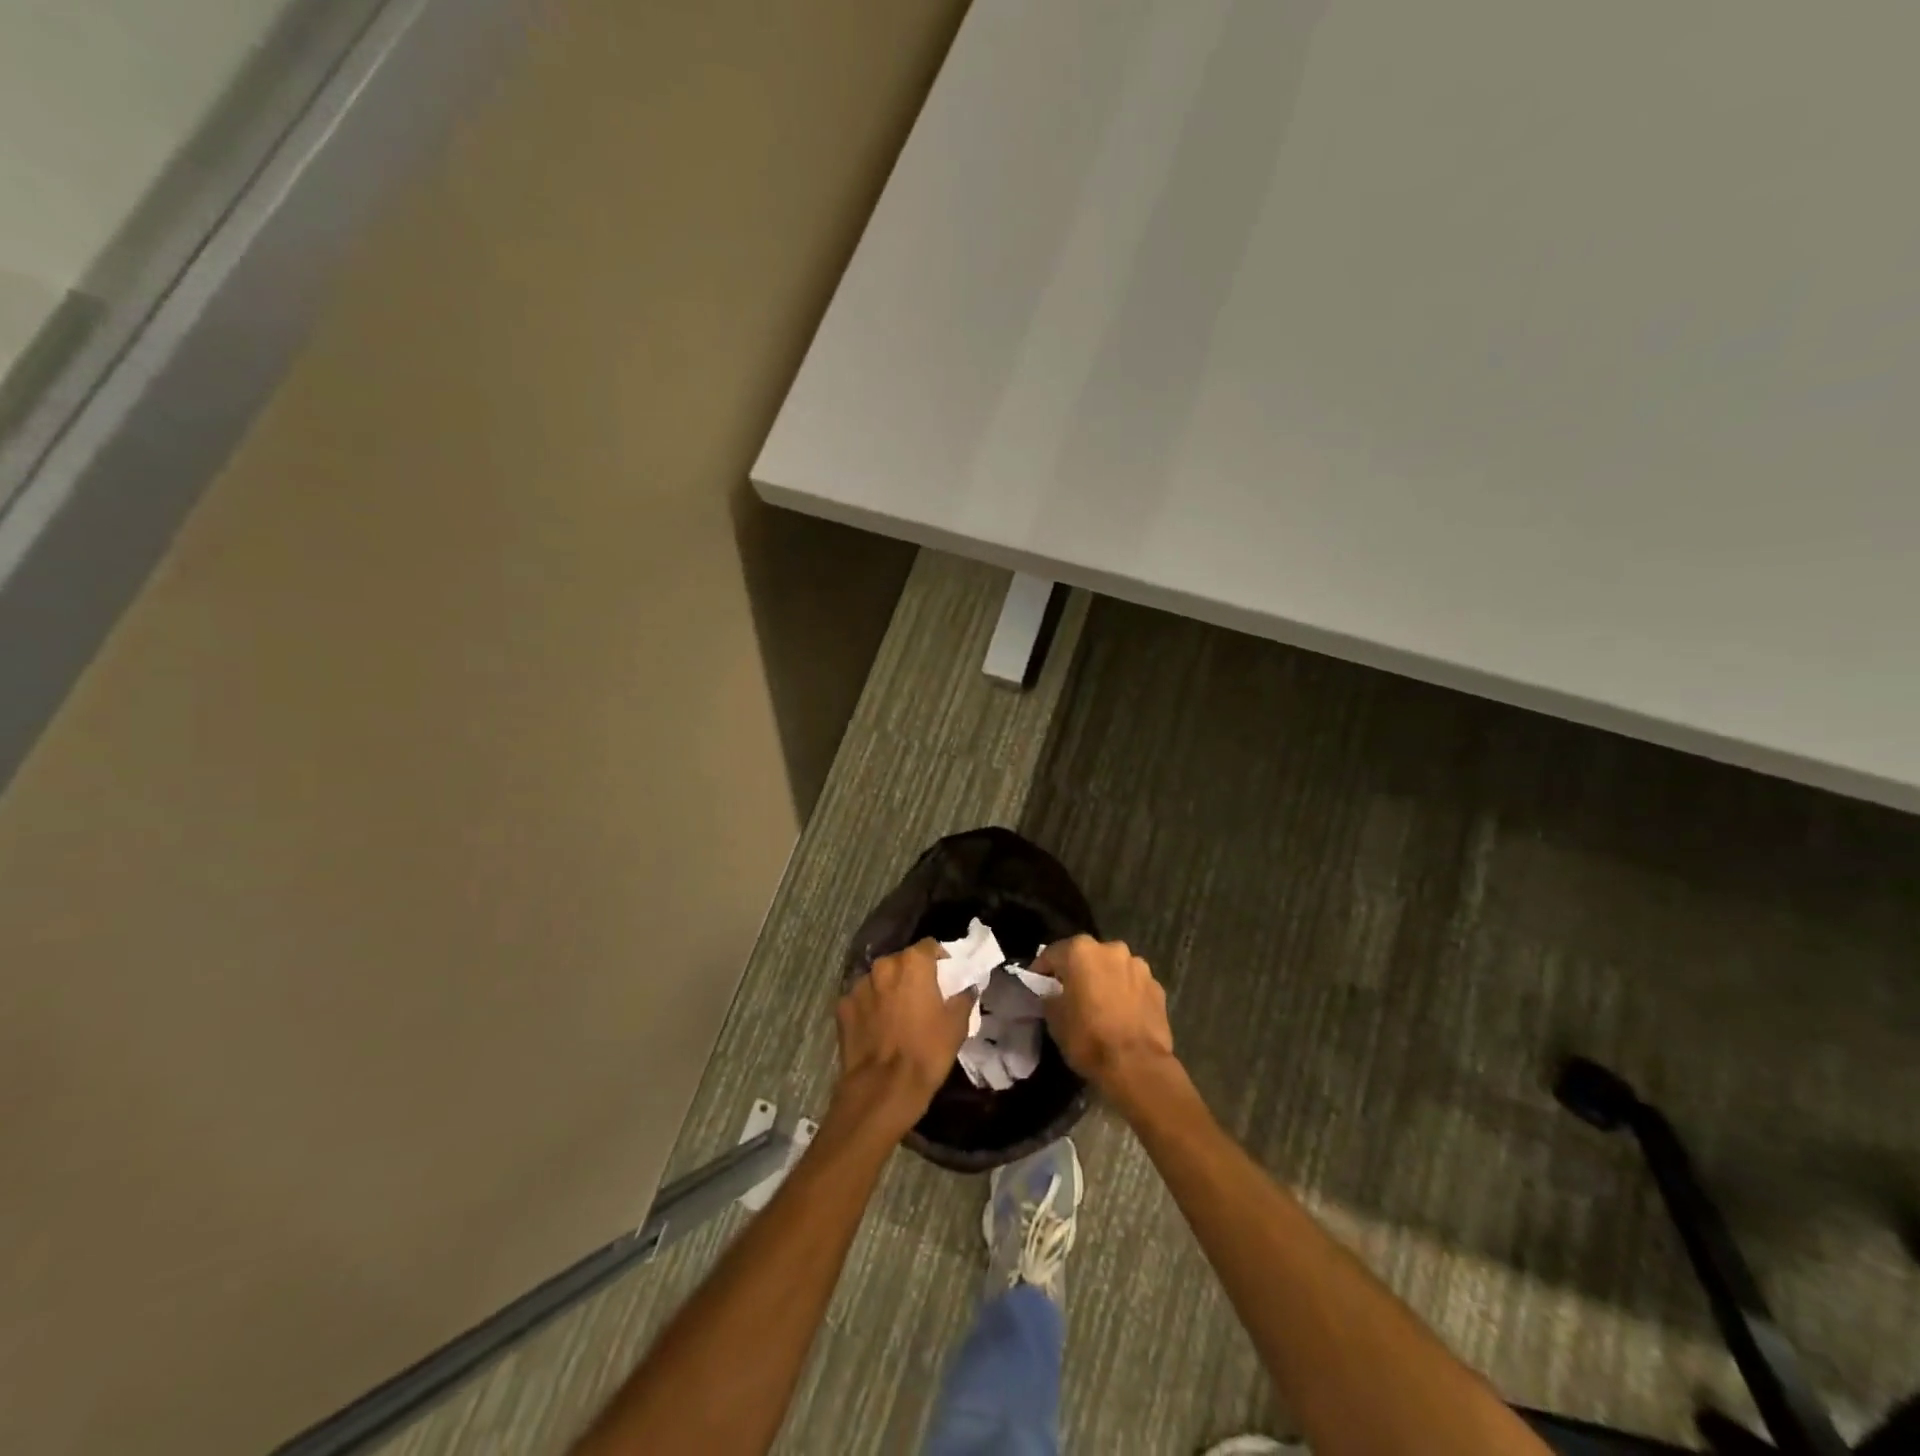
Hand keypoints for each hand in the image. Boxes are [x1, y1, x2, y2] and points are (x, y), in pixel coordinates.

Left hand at [831, 939, 971, 1138]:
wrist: (883, 1089)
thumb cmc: (927, 1052)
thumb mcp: (957, 1025)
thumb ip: (963, 997)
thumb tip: (966, 987)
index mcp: (913, 963)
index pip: (929, 946)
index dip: (938, 959)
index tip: (944, 977)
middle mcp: (883, 966)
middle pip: (901, 961)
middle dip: (911, 975)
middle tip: (921, 998)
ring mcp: (859, 986)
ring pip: (879, 980)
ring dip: (888, 990)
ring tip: (896, 1015)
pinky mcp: (842, 1007)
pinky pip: (861, 1001)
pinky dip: (869, 1008)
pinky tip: (876, 1029)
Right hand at [1036, 935, 1176, 1096]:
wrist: (1136, 1065)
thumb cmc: (1088, 1037)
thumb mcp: (1054, 1018)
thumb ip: (1050, 996)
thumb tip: (1053, 993)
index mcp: (1081, 951)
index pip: (1052, 954)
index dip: (1041, 970)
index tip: (1037, 985)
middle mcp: (1111, 949)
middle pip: (1086, 957)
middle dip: (1077, 972)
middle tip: (1069, 994)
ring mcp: (1138, 966)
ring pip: (1112, 968)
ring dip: (1104, 980)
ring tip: (1099, 1004)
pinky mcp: (1157, 986)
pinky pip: (1132, 984)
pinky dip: (1125, 993)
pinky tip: (1121, 1014)